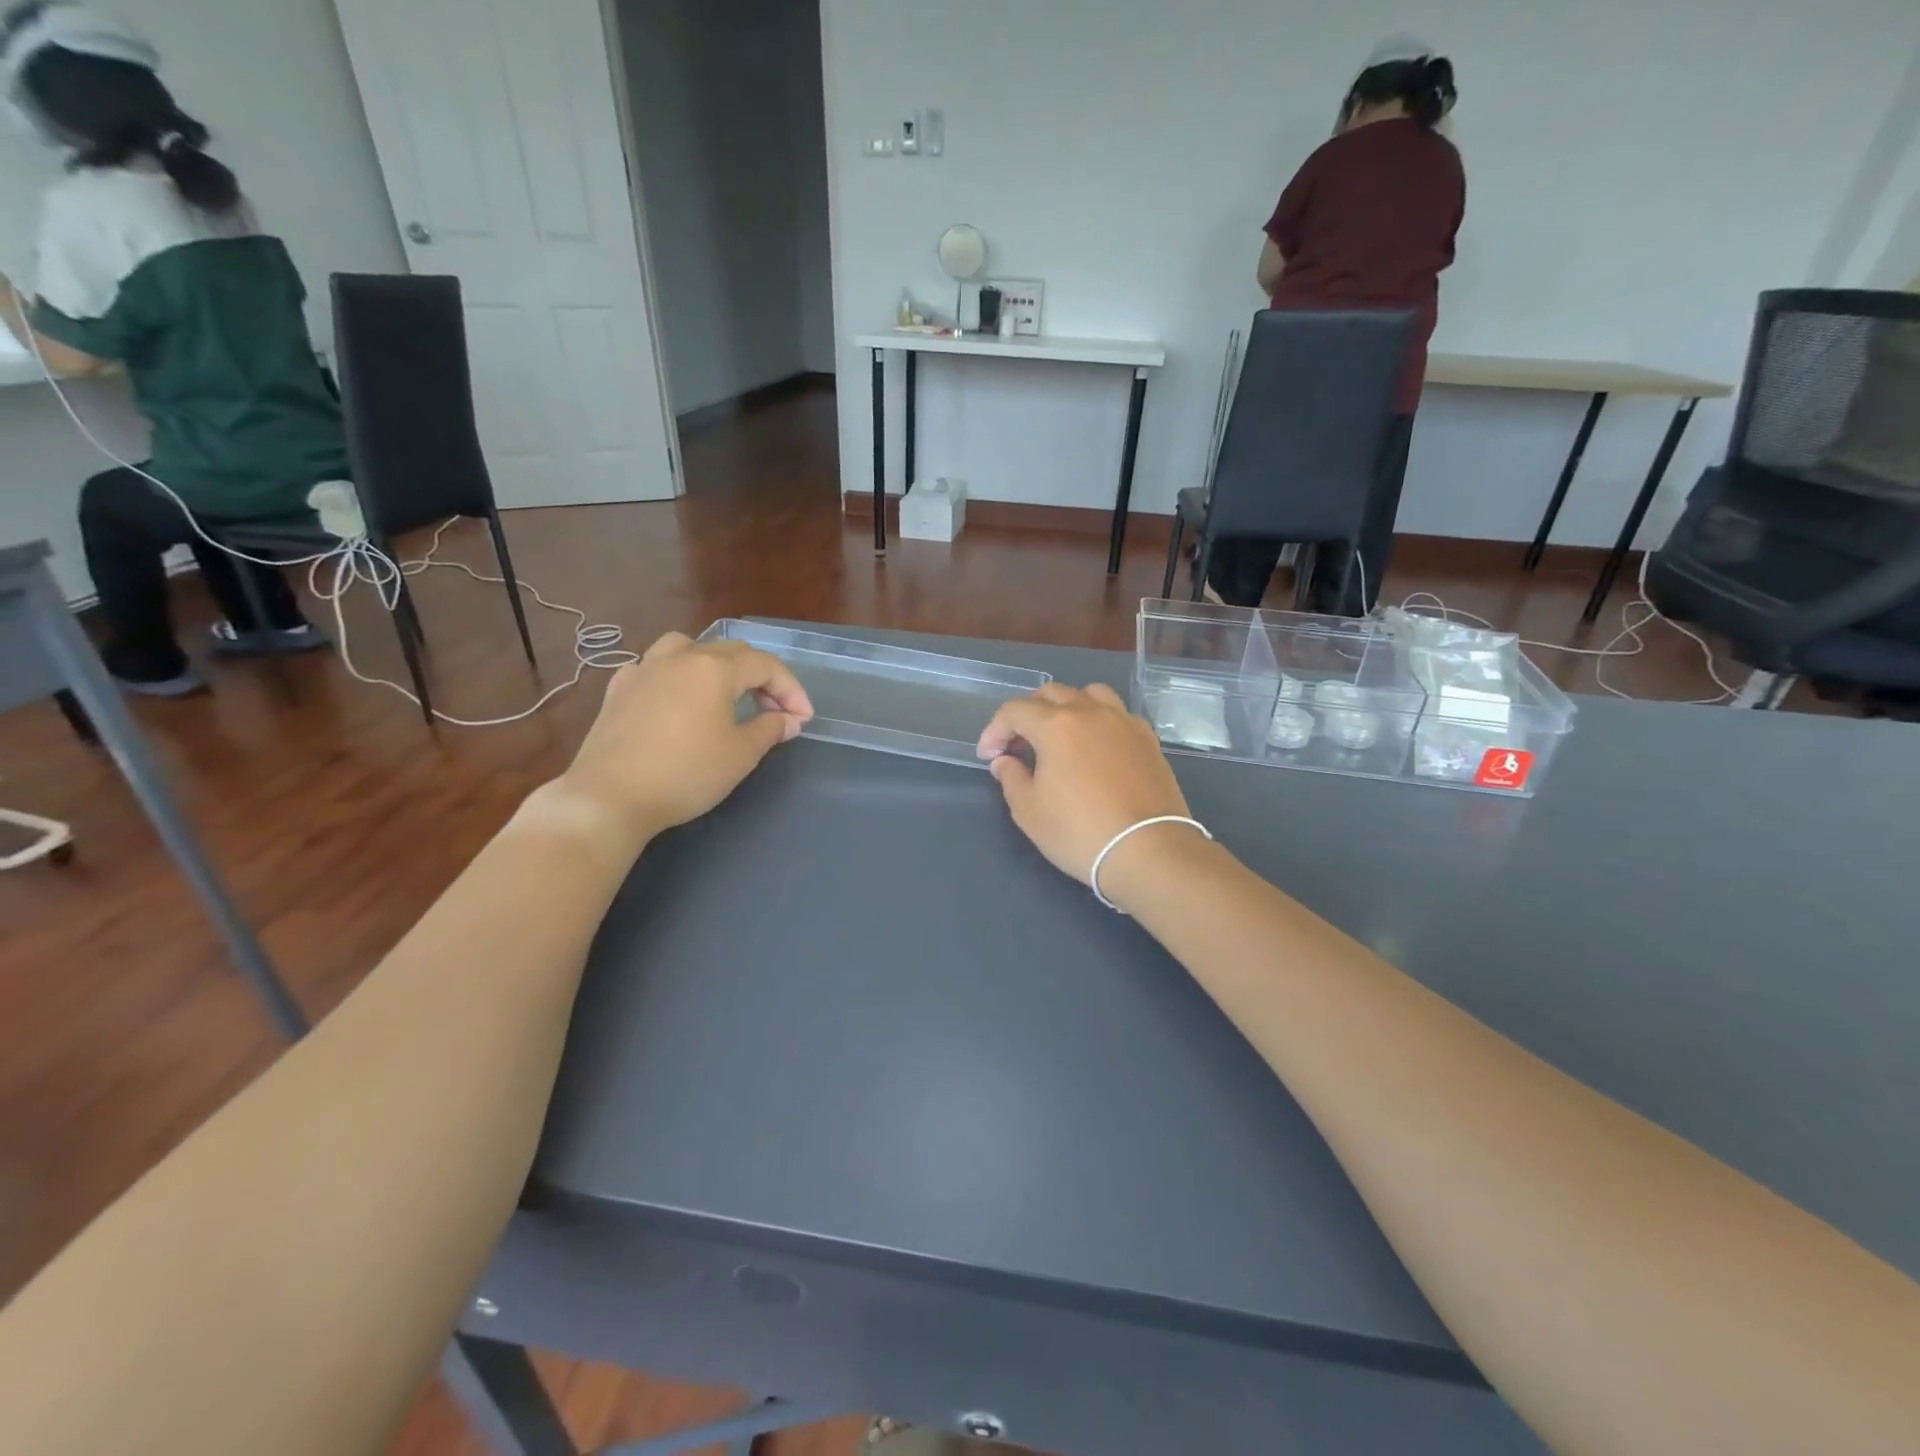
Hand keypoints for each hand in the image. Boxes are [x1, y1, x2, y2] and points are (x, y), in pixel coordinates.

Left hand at [550, 632, 812, 844]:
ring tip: (725, 691)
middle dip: (761, 677)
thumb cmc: (686, 773)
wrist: (610, 796)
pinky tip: (677, 700)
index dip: (791, 689)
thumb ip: (770, 729)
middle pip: (731, 652)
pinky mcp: (618, 690)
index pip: (765, 666)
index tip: (804, 719)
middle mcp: (680, 657)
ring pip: (688, 648)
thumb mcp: (741, 754)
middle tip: (776, 710)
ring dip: (716, 664)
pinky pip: (655, 668)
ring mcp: (644, 669)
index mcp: (714, 668)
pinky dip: (677, 676)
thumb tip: (789, 720)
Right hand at [977, 683, 1201, 901]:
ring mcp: (1124, 722)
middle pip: (1052, 693)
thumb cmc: (1079, 832)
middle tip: (1020, 746)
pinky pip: (1117, 714)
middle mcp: (1091, 712)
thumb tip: (1005, 761)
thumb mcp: (1030, 812)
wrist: (1148, 850)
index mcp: (1056, 725)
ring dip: (1067, 707)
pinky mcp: (1148, 739)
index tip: (989, 757)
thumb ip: (1011, 778)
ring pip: (1090, 694)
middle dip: (1028, 714)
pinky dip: (1099, 721)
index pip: (1015, 710)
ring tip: (1061, 736)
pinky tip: (1096, 748)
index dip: (995, 730)